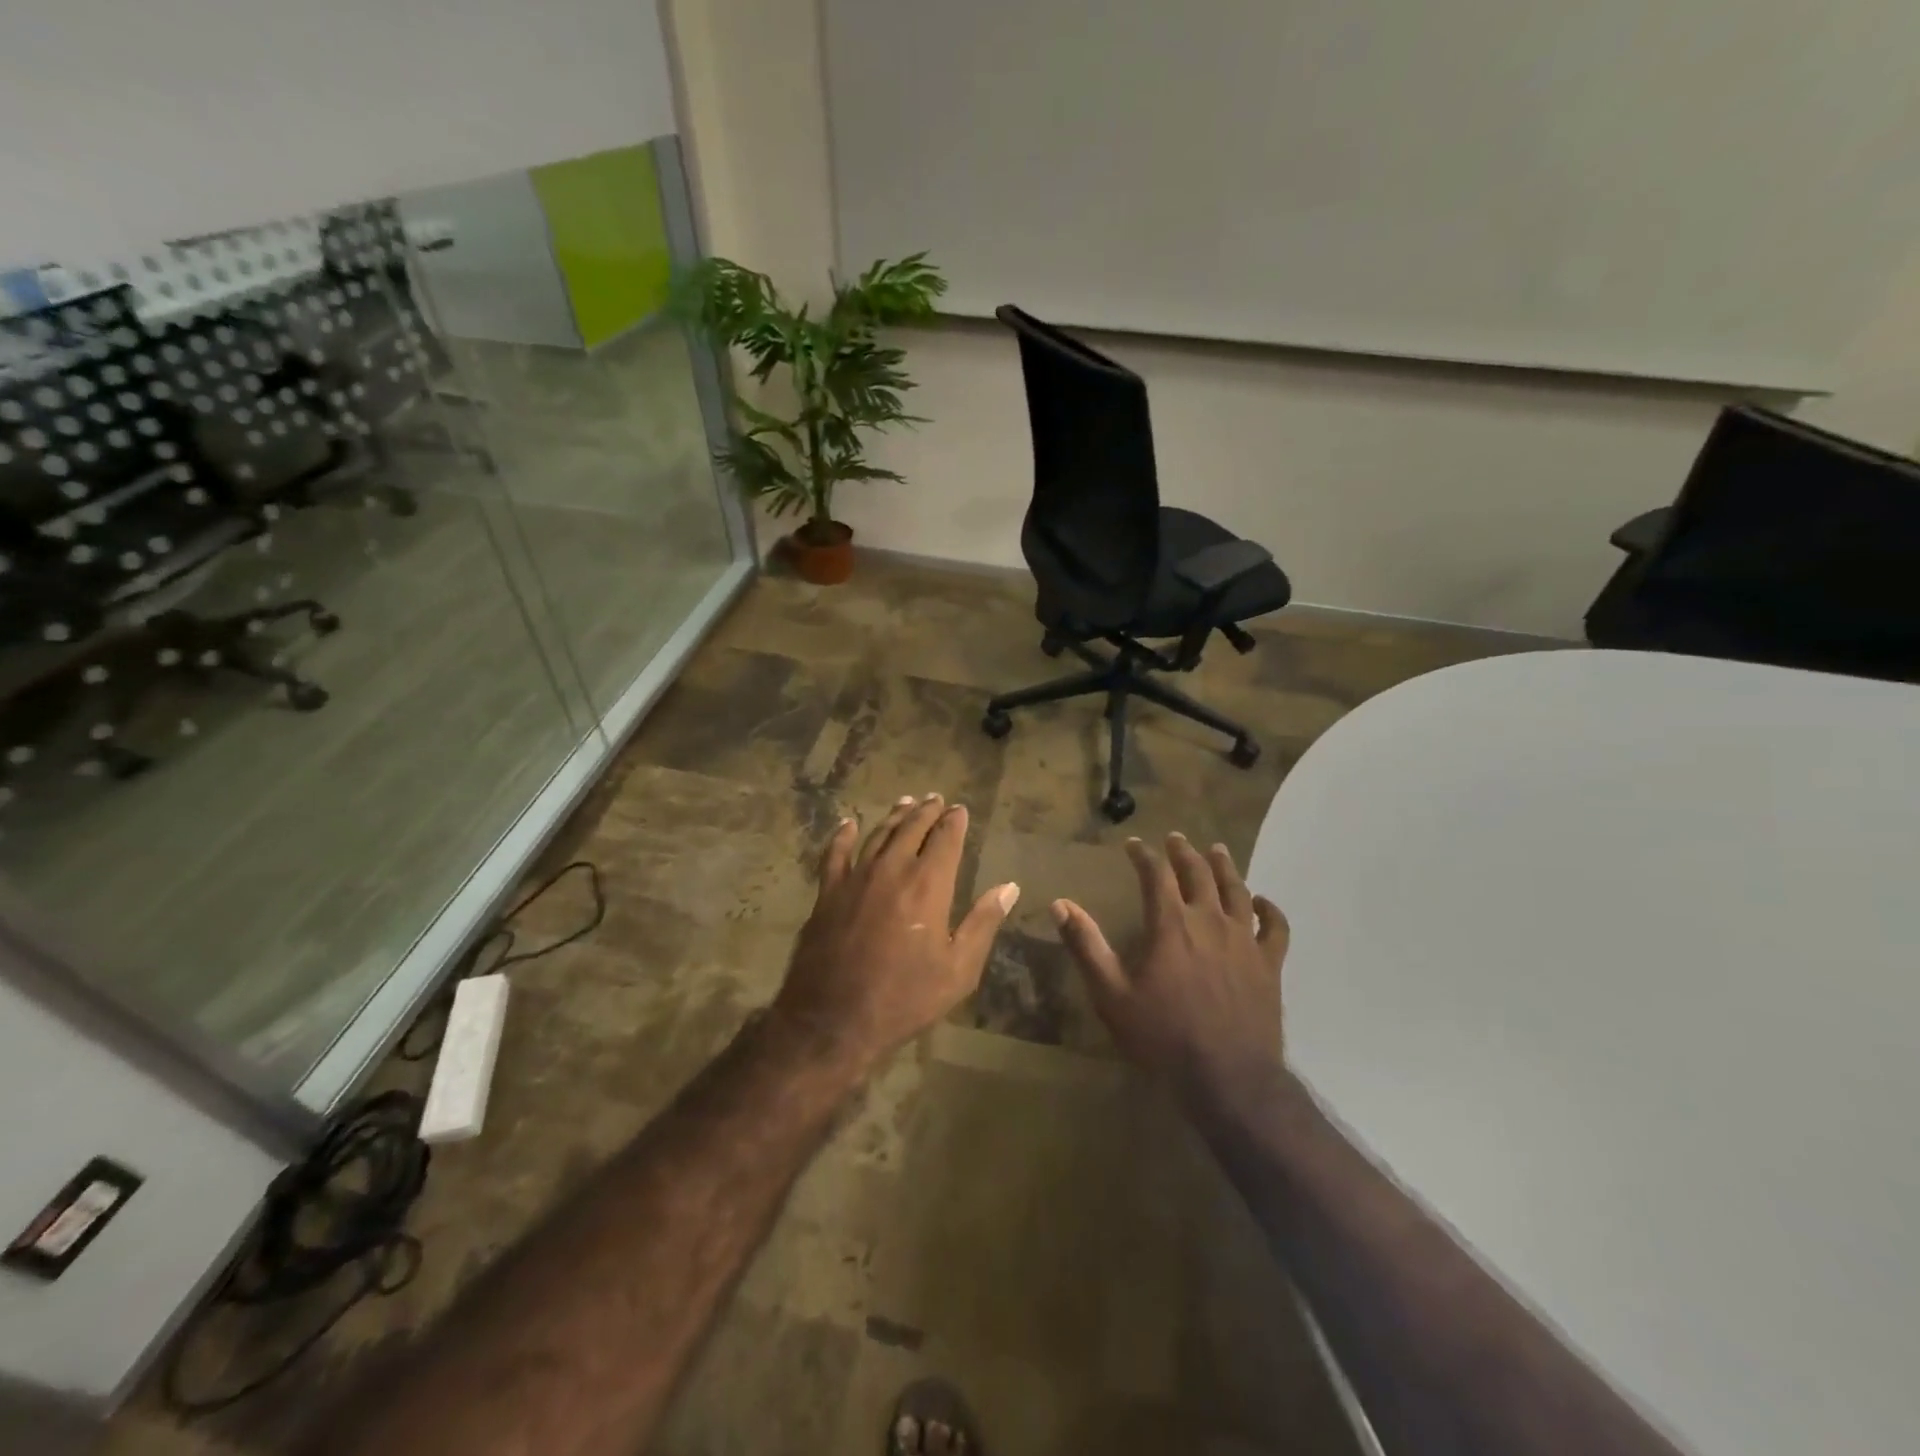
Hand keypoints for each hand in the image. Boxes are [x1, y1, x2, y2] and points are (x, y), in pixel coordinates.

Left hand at [774, 794, 1019, 1077]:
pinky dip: (843, 835)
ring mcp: (856, 878)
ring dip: (894, 816)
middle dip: (927, 811)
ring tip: (906, 802)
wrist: (834, 1021)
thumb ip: (983, 923)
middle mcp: (892, 870)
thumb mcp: (958, 969)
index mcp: (928, 884)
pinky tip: (848, 823)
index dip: (954, 821)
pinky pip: (835, 854)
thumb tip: (1009, 887)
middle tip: (936, 798)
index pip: (946, 839)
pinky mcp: (828, 892)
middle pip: (912, 828)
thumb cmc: (905, 999)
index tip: (960, 809)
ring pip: (878, 835)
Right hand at [1052, 834, 1288, 1106]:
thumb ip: (1086, 945)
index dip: (1144, 855)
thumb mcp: (1111, 993)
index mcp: (1171, 925)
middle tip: (1175, 838)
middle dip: (1183, 853)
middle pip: (1198, 873)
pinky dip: (1269, 909)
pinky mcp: (1269, 964)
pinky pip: (1275, 927)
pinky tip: (1261, 901)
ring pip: (1236, 890)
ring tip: (1216, 850)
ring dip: (1224, 867)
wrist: (1228, 1078)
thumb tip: (1060, 904)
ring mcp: (1244, 941)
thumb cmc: (1162, 1036)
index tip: (1134, 844)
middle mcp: (1210, 921)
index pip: (1156, 874)